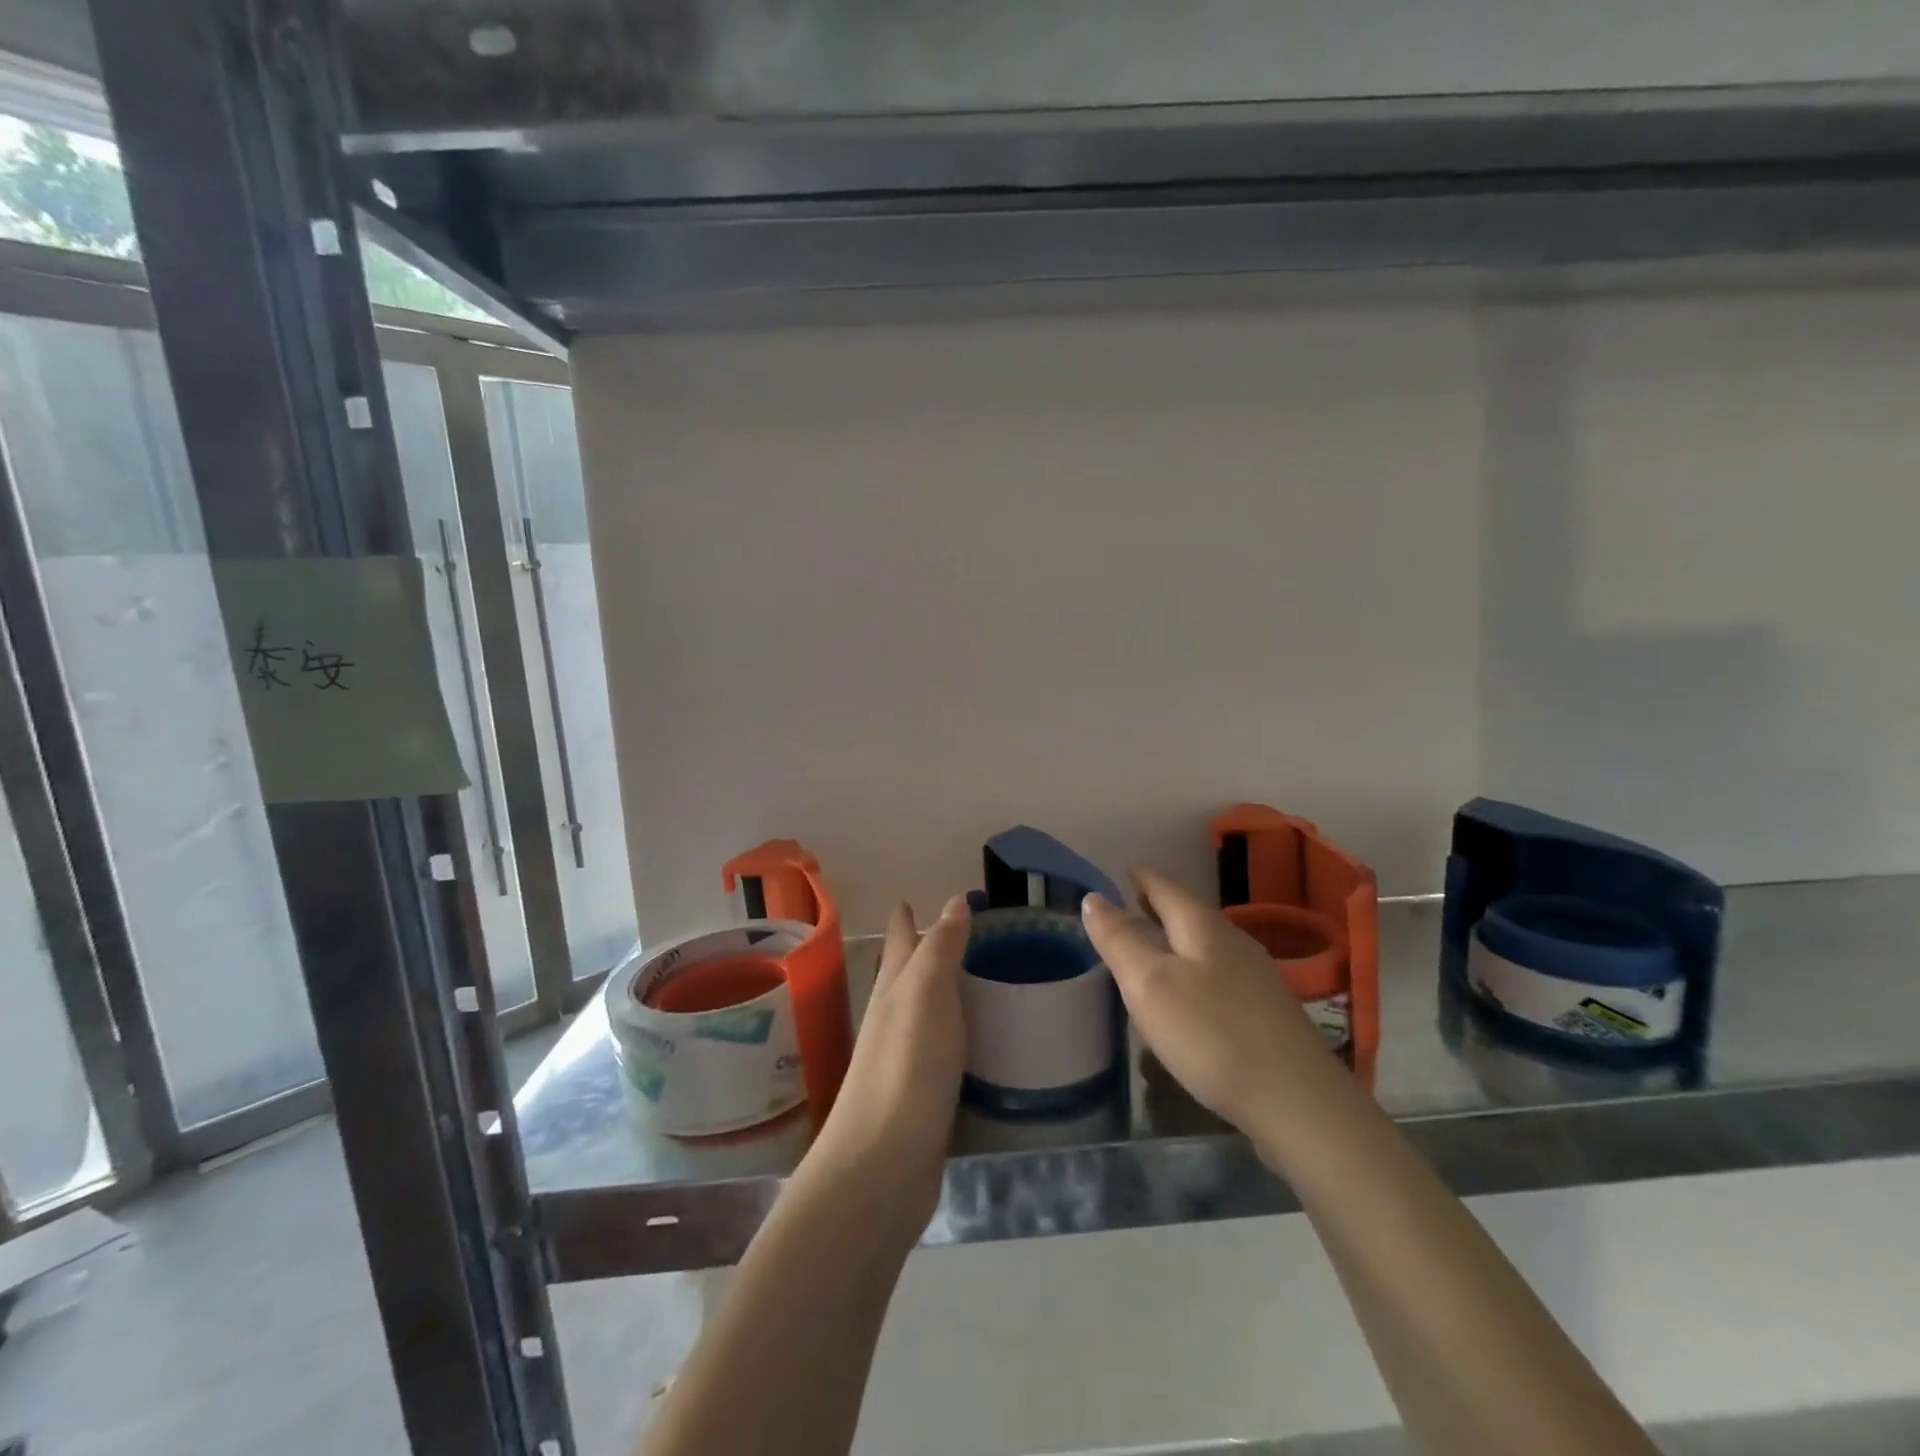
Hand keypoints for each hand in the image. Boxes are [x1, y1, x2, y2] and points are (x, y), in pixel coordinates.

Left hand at [798, 895, 968, 1232]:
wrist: (880, 1167)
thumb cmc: (906, 1068)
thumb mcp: (926, 995)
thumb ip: (941, 949)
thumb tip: (954, 901)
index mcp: (893, 991)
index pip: (899, 943)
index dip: (905, 920)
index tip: (910, 900)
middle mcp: (893, 1020)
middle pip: (903, 975)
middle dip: (919, 952)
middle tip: (951, 933)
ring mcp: (903, 1062)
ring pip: (921, 1012)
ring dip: (937, 993)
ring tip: (966, 980)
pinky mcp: (919, 1098)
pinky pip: (939, 1051)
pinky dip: (952, 1036)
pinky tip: (969, 1043)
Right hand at [1081, 867, 1337, 1132]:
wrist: (1298, 1102)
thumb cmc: (1211, 1034)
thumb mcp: (1149, 984)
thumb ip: (1119, 939)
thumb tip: (1093, 897)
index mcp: (1202, 927)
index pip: (1165, 888)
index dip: (1142, 878)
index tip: (1125, 870)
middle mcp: (1233, 942)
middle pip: (1189, 914)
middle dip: (1159, 906)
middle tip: (1132, 902)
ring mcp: (1256, 978)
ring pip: (1206, 945)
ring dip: (1177, 940)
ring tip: (1152, 947)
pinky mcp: (1267, 1013)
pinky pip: (1220, 976)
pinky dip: (1195, 970)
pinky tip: (1189, 996)